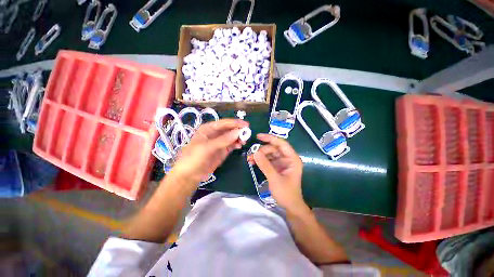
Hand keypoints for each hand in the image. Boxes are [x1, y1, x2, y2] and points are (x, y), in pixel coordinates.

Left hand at [172, 119, 247, 185]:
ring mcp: (220, 142)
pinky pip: (232, 144)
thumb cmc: (194, 158)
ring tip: (244, 141)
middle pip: (230, 129)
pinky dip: (237, 144)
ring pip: (232, 137)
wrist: (190, 175)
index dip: (235, 123)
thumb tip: (238, 132)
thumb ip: (223, 140)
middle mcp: (215, 133)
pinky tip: (240, 146)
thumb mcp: (207, 147)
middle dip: (238, 130)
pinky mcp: (223, 150)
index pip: (224, 123)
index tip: (246, 125)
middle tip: (247, 134)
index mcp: (209, 128)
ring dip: (239, 137)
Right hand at [251, 133, 306, 211]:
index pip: (281, 144)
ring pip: (270, 154)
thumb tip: (255, 152)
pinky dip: (261, 161)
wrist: (290, 206)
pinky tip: (253, 162)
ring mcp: (282, 163)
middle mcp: (287, 159)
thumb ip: (265, 165)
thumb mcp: (274, 179)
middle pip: (274, 149)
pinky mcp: (277, 167)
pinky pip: (268, 160)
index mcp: (292, 159)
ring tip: (250, 159)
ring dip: (260, 155)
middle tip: (252, 155)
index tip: (258, 136)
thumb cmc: (286, 193)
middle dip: (262, 150)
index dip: (270, 138)